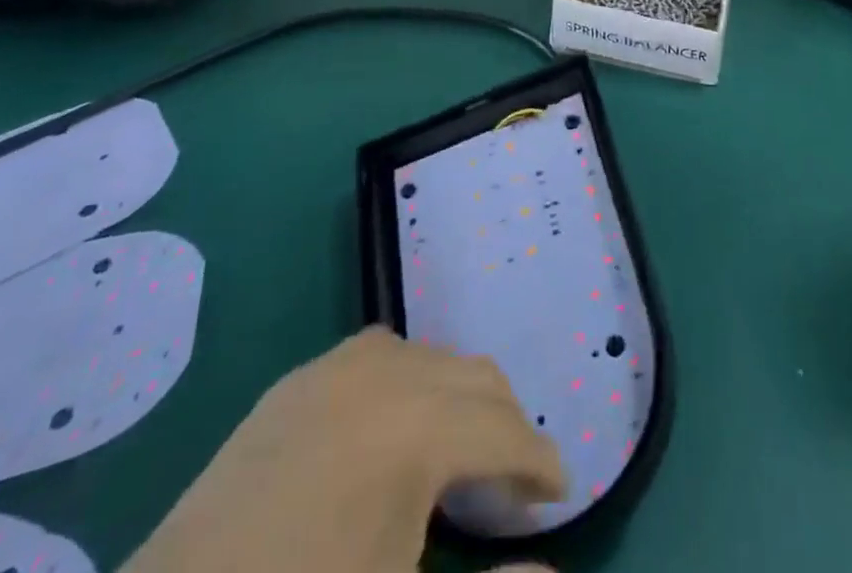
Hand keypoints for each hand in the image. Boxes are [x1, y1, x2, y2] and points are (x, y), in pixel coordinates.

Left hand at [126, 328, 564, 572]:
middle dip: (506, 424)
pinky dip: (408, 382)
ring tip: (461, 455)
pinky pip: (377, 356)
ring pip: (428, 357)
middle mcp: (383, 375)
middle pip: (473, 377)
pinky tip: (394, 431)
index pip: (504, 430)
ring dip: (458, 398)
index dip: (539, 463)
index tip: (559, 495)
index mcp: (416, 429)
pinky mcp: (293, 384)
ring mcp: (331, 370)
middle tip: (516, 484)